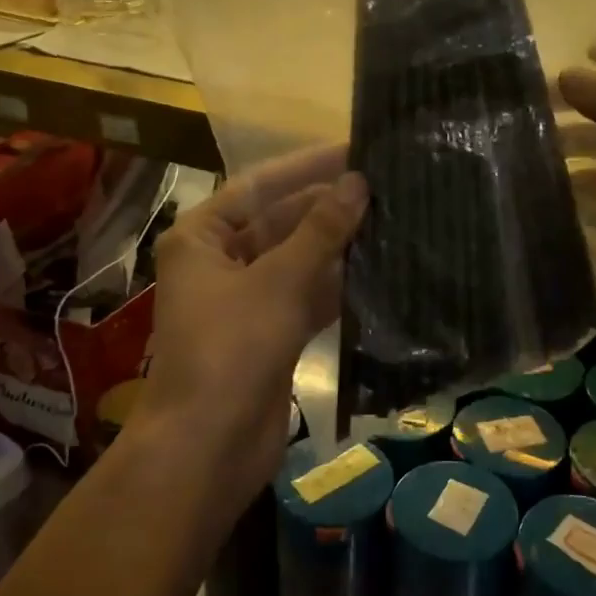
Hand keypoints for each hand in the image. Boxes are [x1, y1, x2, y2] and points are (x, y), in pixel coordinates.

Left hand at [138, 148, 367, 499]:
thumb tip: (358, 183)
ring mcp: (245, 300)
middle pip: (280, 221)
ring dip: (338, 246)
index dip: (307, 166)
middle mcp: (220, 262)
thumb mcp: (278, 281)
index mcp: (203, 237)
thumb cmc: (231, 349)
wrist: (208, 446)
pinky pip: (306, 297)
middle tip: (386, 187)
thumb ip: (321, 230)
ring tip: (393, 221)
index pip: (260, 185)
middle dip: (328, 207)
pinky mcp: (269, 334)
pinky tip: (380, 272)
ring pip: (298, 260)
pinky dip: (337, 287)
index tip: (356, 149)